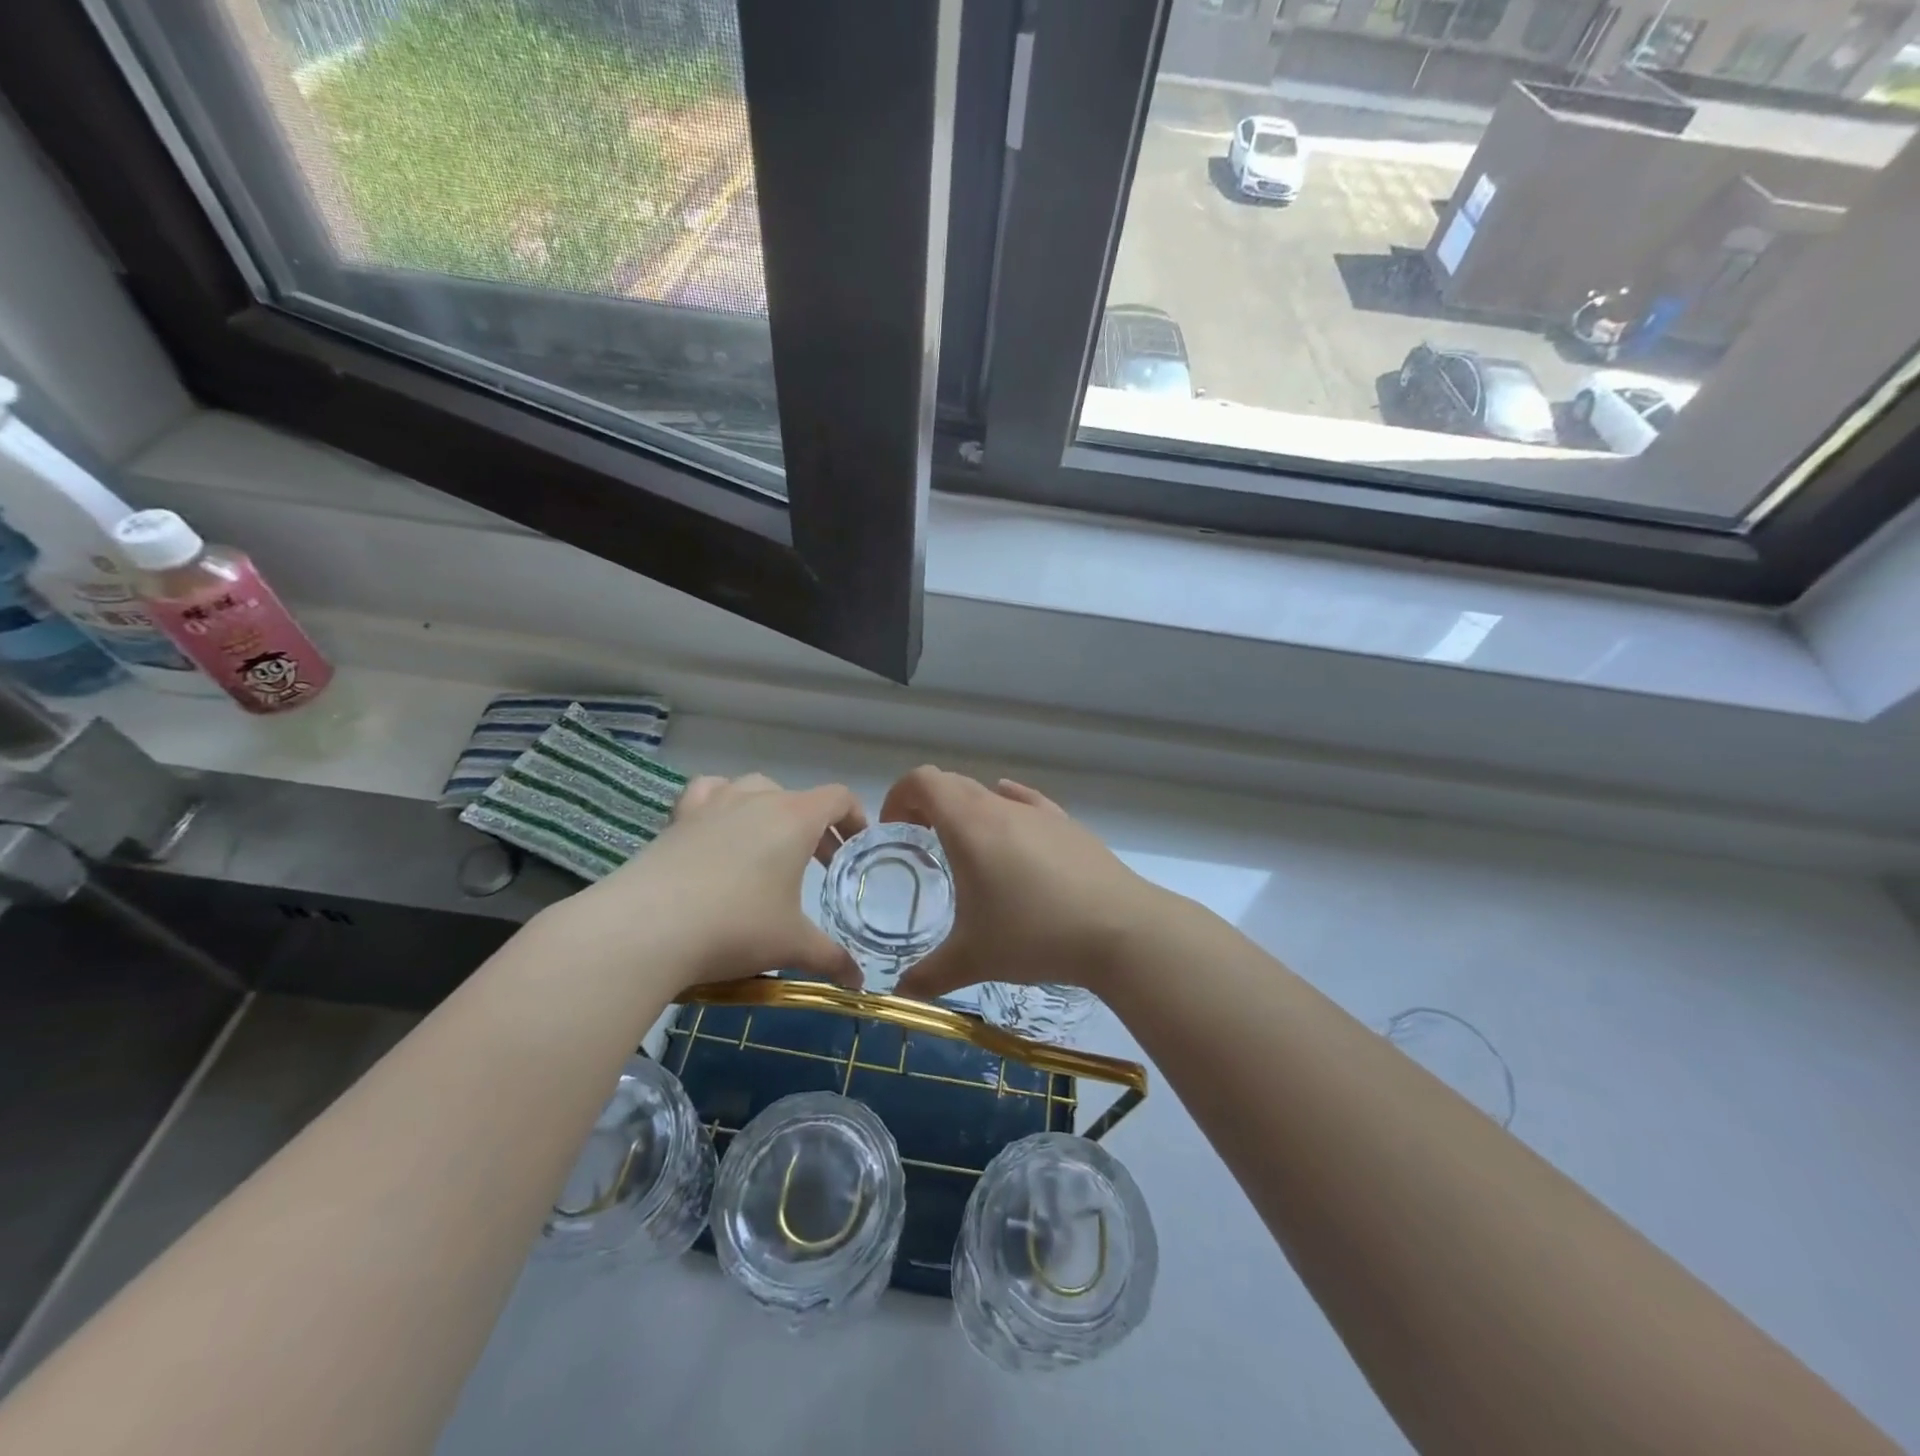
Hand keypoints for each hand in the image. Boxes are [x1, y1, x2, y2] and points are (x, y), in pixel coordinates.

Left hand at [558, 773, 867, 992]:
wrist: (646, 928)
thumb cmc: (735, 926)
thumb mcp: (791, 945)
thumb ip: (831, 958)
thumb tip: (858, 982)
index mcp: (795, 819)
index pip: (838, 797)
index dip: (855, 816)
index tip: (857, 845)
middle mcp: (756, 799)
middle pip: (798, 798)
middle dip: (815, 827)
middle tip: (819, 864)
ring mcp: (713, 804)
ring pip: (753, 788)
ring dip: (770, 809)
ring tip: (769, 844)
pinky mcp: (678, 818)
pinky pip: (707, 793)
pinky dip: (721, 802)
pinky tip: (718, 828)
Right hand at [881, 766, 1163, 1000]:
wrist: (1121, 929)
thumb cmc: (1034, 935)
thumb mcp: (973, 960)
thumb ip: (928, 976)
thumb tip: (900, 994)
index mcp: (969, 825)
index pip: (922, 781)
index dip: (899, 796)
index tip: (894, 829)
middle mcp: (1001, 806)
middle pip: (953, 783)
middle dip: (928, 805)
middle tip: (921, 843)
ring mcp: (1039, 812)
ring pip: (990, 794)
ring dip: (968, 811)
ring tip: (968, 852)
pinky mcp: (1068, 825)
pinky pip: (1026, 803)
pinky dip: (1007, 809)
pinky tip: (1011, 832)